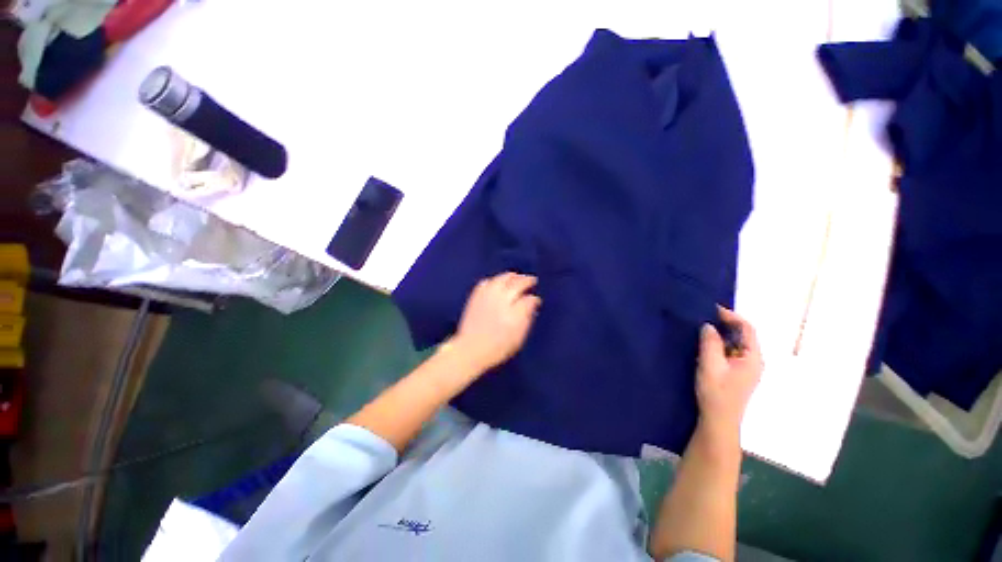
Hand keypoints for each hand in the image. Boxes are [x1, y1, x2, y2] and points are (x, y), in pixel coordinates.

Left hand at [452, 272, 541, 371]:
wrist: (471, 349)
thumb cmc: (498, 347)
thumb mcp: (518, 336)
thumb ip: (527, 317)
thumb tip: (533, 302)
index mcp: (514, 311)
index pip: (528, 299)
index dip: (533, 298)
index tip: (536, 299)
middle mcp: (501, 299)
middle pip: (516, 283)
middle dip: (525, 280)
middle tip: (531, 280)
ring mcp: (487, 295)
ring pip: (502, 278)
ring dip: (511, 276)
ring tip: (516, 277)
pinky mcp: (476, 296)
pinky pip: (487, 281)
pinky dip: (494, 280)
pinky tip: (497, 282)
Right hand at [695, 307, 762, 437]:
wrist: (718, 419)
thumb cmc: (716, 392)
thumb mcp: (710, 364)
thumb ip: (710, 342)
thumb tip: (708, 325)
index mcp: (753, 357)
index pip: (747, 329)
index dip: (731, 316)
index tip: (712, 308)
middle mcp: (753, 361)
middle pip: (743, 335)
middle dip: (725, 324)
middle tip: (704, 316)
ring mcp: (746, 368)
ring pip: (735, 344)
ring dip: (721, 334)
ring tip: (701, 328)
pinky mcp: (736, 373)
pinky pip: (730, 352)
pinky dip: (719, 344)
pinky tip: (704, 345)